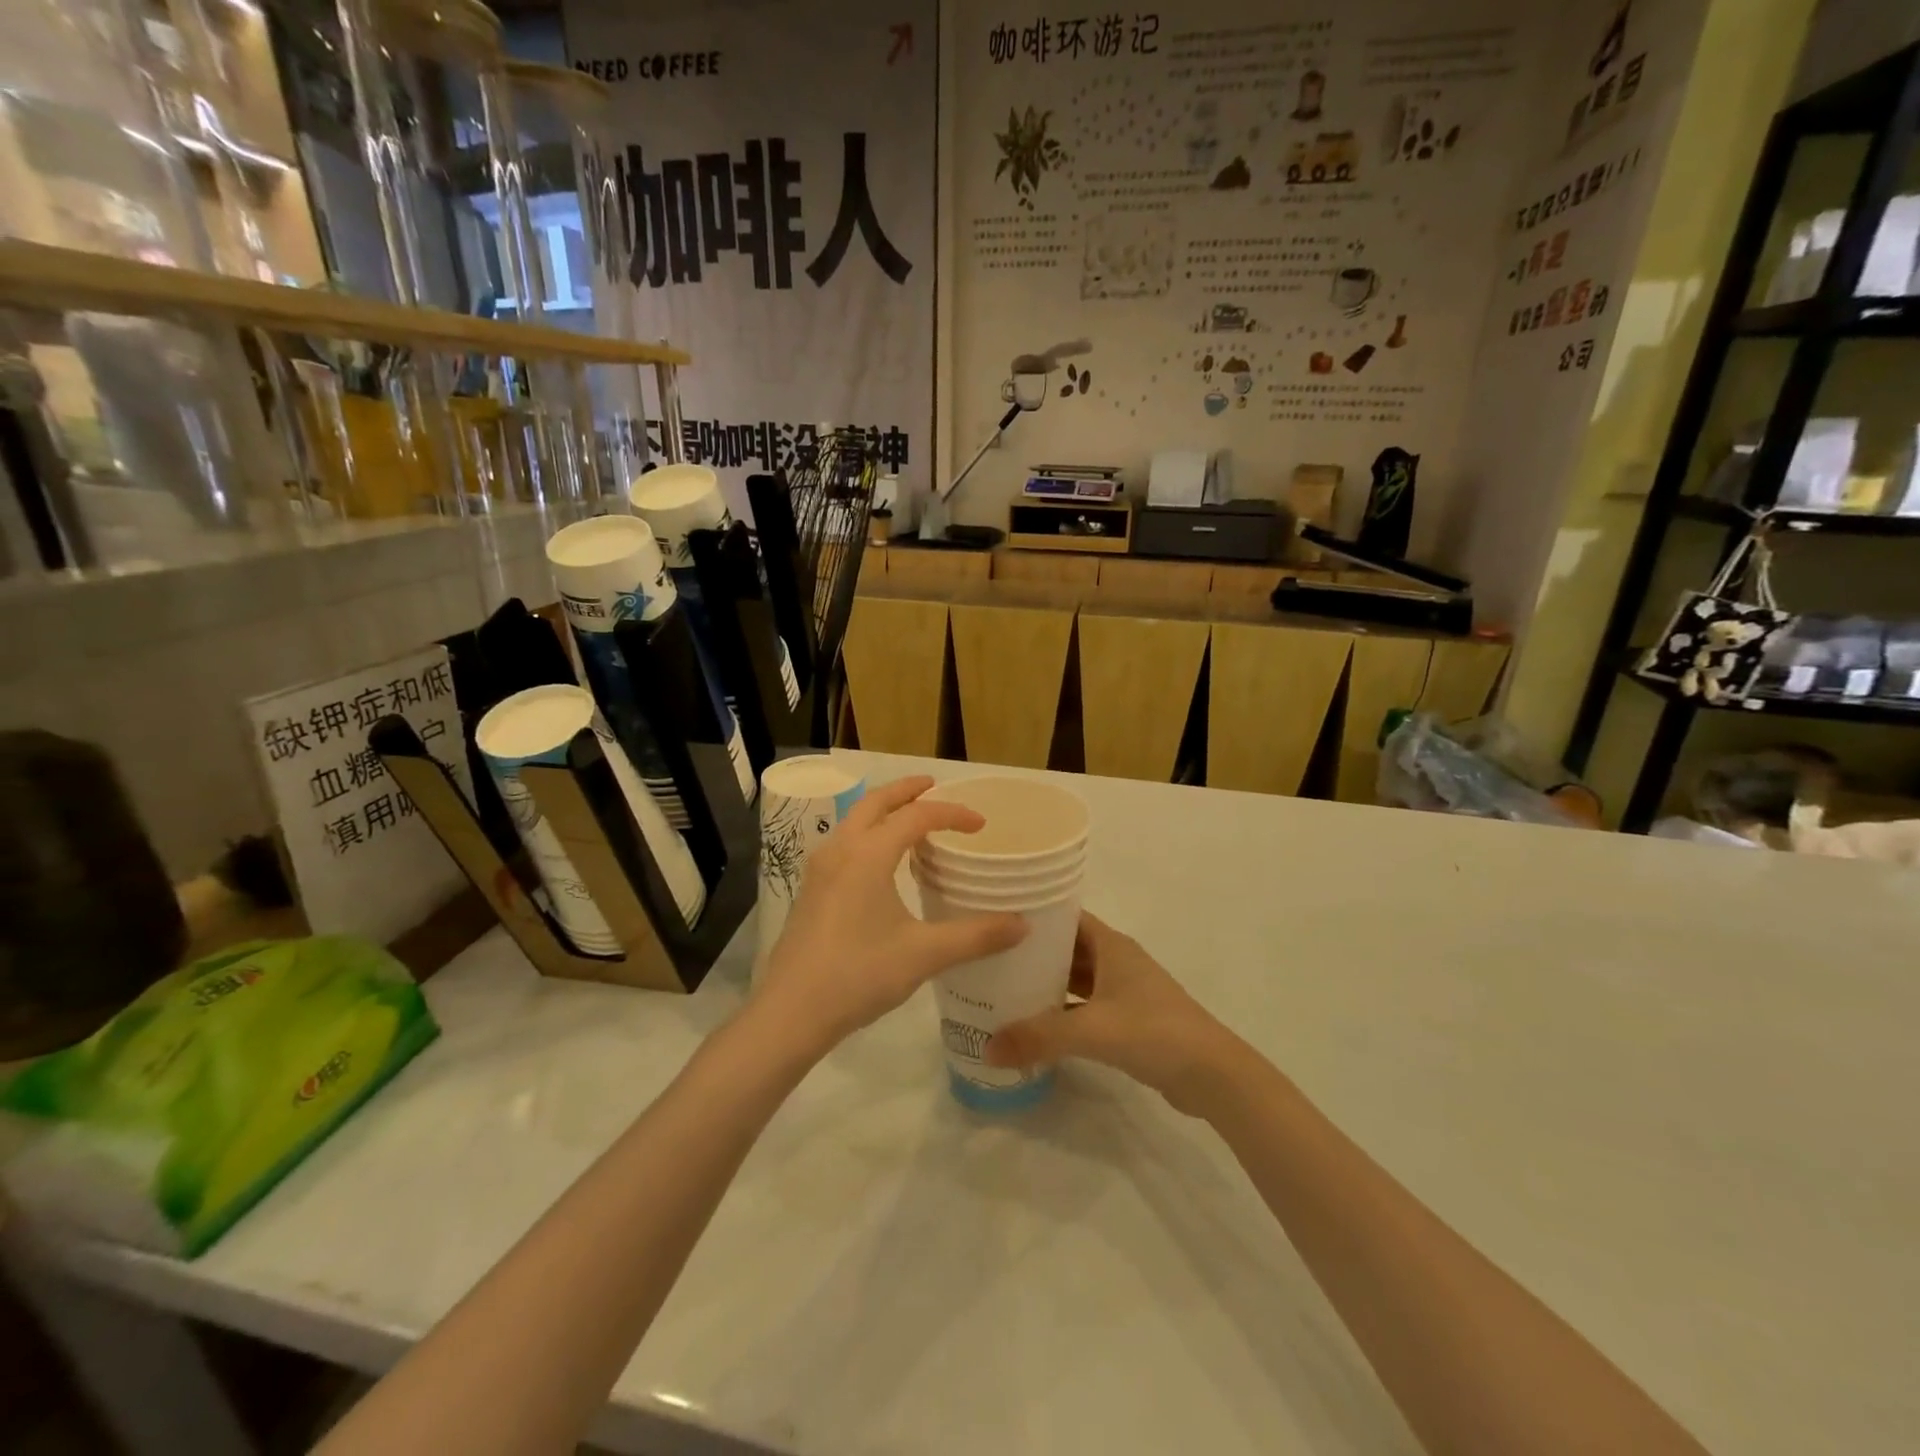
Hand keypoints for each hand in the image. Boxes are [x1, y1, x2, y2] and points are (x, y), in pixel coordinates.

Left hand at [755, 776, 1026, 1052]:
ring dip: (883, 810)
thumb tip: (1023, 924)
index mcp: (868, 854)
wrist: (791, 1012)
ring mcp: (819, 869)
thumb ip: (976, 936)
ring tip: (910, 819)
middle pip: (875, 802)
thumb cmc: (859, 974)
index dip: (952, 814)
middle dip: (907, 790)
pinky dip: (867, 833)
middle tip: (934, 786)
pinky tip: (880, 862)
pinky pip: (844, 843)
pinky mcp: (811, 890)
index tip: (980, 824)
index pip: (916, 816)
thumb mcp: (924, 954)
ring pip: (854, 821)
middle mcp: (841, 849)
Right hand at [985, 913, 1232, 1114]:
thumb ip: (1038, 1037)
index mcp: (1111, 945)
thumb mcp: (1092, 1031)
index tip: (997, 920)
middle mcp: (1117, 960)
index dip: (1035, 916)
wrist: (1212, 1074)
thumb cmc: (1154, 1032)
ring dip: (1048, 984)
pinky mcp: (1129, 1019)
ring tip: (1004, 990)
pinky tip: (1037, 1025)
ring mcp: (1125, 991)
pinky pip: (1086, 1006)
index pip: (1066, 917)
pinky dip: (1063, 1012)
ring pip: (1077, 979)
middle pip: (1068, 948)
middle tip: (991, 960)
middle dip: (1034, 954)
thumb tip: (986, 1048)